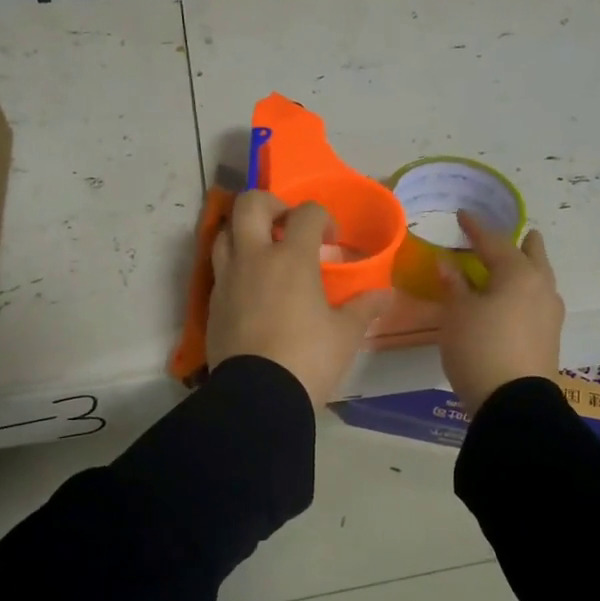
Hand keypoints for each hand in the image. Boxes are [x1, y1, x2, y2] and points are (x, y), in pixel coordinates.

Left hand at [207, 191, 392, 406]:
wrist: (258, 397)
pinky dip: (234, 265)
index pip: (306, 213)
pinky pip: (219, 268)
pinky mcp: (213, 303)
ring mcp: (227, 279)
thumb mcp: (345, 335)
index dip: (323, 218)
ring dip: (244, 232)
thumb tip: (387, 295)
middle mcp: (253, 258)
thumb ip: (365, 308)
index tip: (332, 240)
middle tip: (287, 225)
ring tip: (263, 252)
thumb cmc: (308, 359)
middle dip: (271, 204)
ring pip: (224, 232)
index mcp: (291, 258)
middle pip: (250, 204)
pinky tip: (252, 287)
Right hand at [438, 211, 564, 413]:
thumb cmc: (480, 347)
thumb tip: (447, 264)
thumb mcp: (457, 314)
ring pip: (540, 279)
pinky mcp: (550, 337)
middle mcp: (541, 287)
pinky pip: (538, 301)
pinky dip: (525, 292)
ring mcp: (551, 313)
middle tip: (513, 235)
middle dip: (522, 243)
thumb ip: (454, 285)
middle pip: (533, 255)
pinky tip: (513, 301)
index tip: (463, 215)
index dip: (476, 228)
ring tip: (511, 268)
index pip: (494, 242)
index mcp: (519, 274)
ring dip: (526, 269)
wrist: (513, 402)